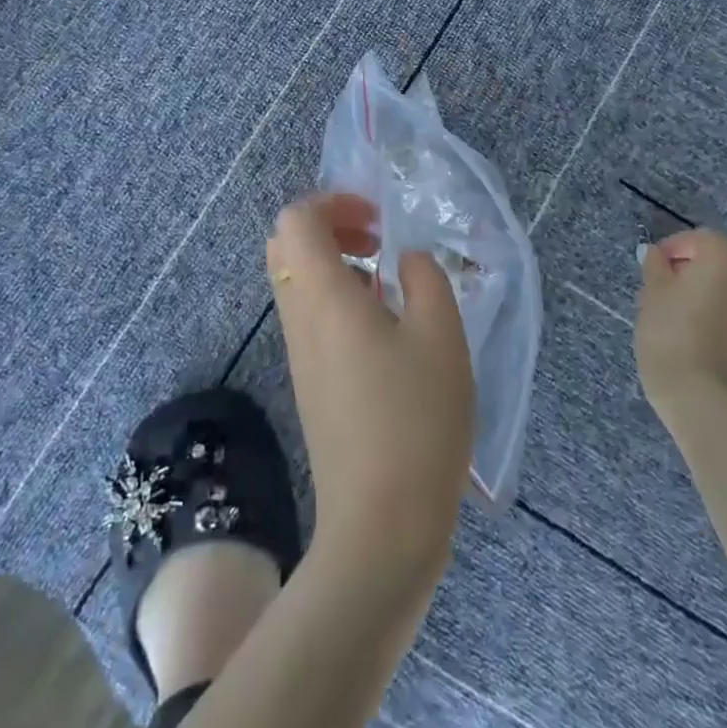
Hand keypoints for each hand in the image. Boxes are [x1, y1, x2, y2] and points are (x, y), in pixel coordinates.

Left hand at [266, 193, 474, 601]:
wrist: (380, 524)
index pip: (295, 219)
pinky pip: (310, 318)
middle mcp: (298, 318)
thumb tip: (404, 259)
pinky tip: (386, 329)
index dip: (333, 203)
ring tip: (390, 285)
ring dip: (336, 265)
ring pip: (296, 283)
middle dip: (330, 228)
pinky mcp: (310, 383)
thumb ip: (425, 277)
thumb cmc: (415, 419)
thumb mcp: (441, 334)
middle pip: (285, 246)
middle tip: (378, 242)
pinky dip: (338, 300)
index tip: (378, 221)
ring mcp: (299, 354)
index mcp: (321, 296)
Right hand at [635, 227, 726, 420]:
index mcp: (726, 257)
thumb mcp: (652, 293)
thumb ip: (655, 266)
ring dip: (709, 295)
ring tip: (680, 317)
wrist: (703, 397)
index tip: (651, 268)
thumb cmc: (671, 333)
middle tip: (663, 290)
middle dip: (693, 271)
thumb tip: (654, 253)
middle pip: (720, 262)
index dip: (672, 249)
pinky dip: (722, 320)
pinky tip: (699, 340)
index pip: (698, 238)